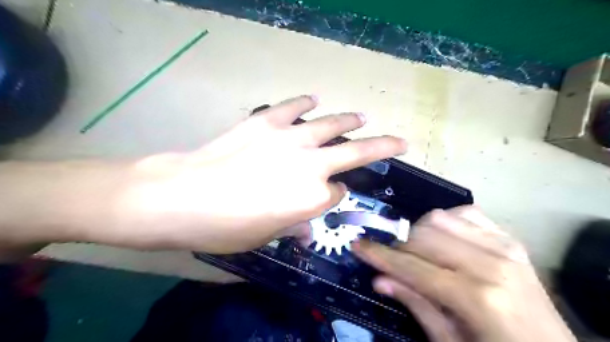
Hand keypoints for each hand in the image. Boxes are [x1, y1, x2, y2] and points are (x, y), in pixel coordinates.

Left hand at [108, 96, 403, 253]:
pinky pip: (293, 106)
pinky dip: (305, 102)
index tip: (330, 196)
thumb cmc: (226, 227)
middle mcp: (311, 165)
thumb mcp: (265, 236)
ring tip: (362, 117)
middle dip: (383, 147)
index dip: (335, 196)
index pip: (337, 194)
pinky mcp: (267, 122)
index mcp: (313, 199)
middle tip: (400, 141)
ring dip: (350, 120)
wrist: (184, 197)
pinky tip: (314, 99)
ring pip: (331, 124)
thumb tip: (304, 225)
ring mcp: (291, 139)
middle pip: (356, 152)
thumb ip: (292, 225)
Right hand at [353, 207, 577, 341]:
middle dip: (399, 245)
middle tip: (391, 260)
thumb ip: (415, 304)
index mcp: (477, 298)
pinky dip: (445, 222)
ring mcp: (504, 245)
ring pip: (440, 218)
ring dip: (419, 233)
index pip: (413, 266)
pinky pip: (465, 213)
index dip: (380, 255)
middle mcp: (492, 263)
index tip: (357, 245)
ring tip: (417, 252)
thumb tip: (379, 279)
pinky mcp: (509, 239)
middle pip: (424, 235)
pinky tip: (443, 240)